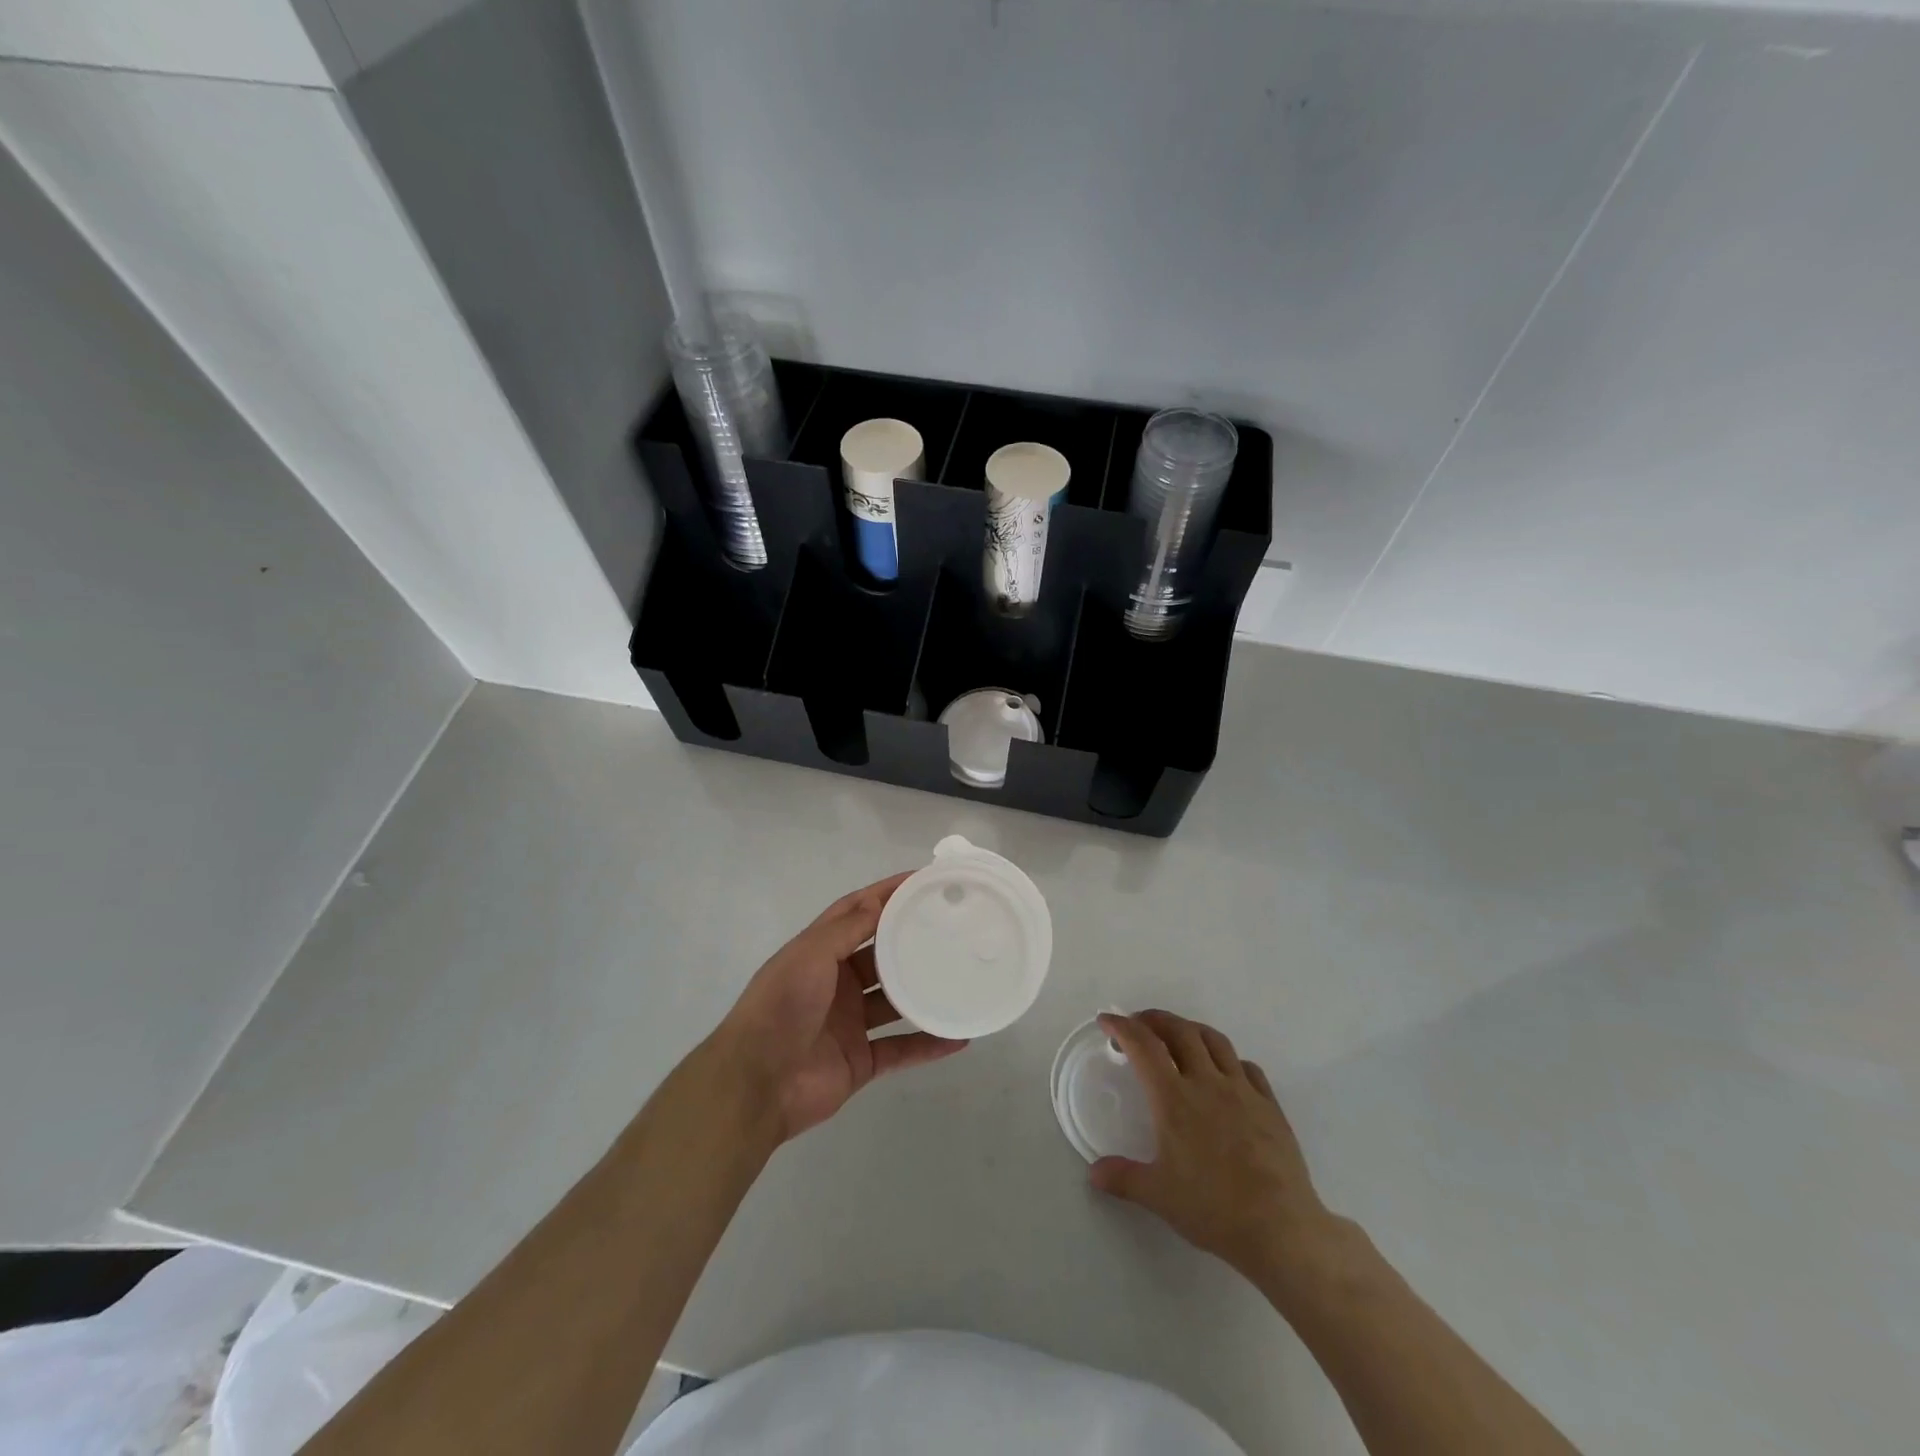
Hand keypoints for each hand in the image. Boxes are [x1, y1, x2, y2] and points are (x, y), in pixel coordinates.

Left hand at [716, 873, 967, 1141]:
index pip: (857, 913)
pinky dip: (928, 1045)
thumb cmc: (781, 1006)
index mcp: (819, 953)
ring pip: (895, 1002)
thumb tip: (879, 900)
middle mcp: (836, 984)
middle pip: (881, 955)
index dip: (886, 895)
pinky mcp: (861, 1061)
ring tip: (961, 976)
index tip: (922, 880)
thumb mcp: (810, 955)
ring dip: (923, 992)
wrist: (756, 1083)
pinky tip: (959, 1036)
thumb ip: (846, 929)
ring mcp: (850, 1023)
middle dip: (911, 940)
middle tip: (952, 926)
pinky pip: (902, 1049)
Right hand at [1090, 1010, 1333, 1287]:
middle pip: (1179, 1031)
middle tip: (1140, 1023)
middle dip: (1155, 1019)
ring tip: (1179, 1035)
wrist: (1280, 1228)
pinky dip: (1229, 1059)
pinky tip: (1225, 1072)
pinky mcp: (1269, 1105)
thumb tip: (1093, 1172)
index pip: (1143, 1046)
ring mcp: (1242, 1090)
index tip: (1107, 1020)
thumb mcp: (1158, 1196)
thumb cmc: (1213, 1209)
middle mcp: (1206, 1082)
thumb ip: (1122, 1178)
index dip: (1122, 1027)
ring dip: (1191, 1029)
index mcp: (1174, 1098)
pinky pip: (1247, 1067)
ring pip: (1214, 1040)